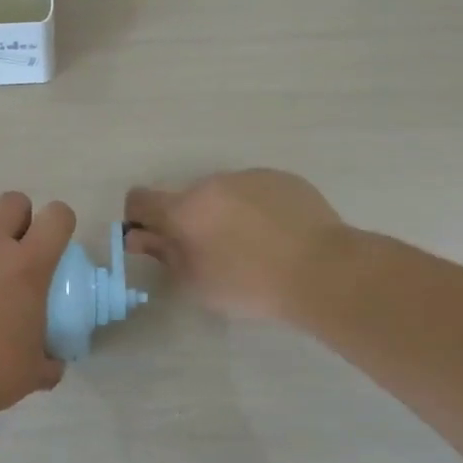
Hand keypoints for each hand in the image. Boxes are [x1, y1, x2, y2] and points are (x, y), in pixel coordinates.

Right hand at [125, 170, 352, 323]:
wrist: (323, 271)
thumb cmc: (250, 285)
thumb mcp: (196, 282)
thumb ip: (164, 254)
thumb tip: (139, 237)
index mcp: (184, 209)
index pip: (140, 198)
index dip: (139, 217)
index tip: (154, 239)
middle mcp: (212, 183)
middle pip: (187, 198)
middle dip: (190, 220)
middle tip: (212, 253)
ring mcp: (250, 177)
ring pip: (223, 193)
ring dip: (224, 213)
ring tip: (252, 246)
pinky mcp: (282, 178)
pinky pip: (256, 191)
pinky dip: (256, 209)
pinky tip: (278, 236)